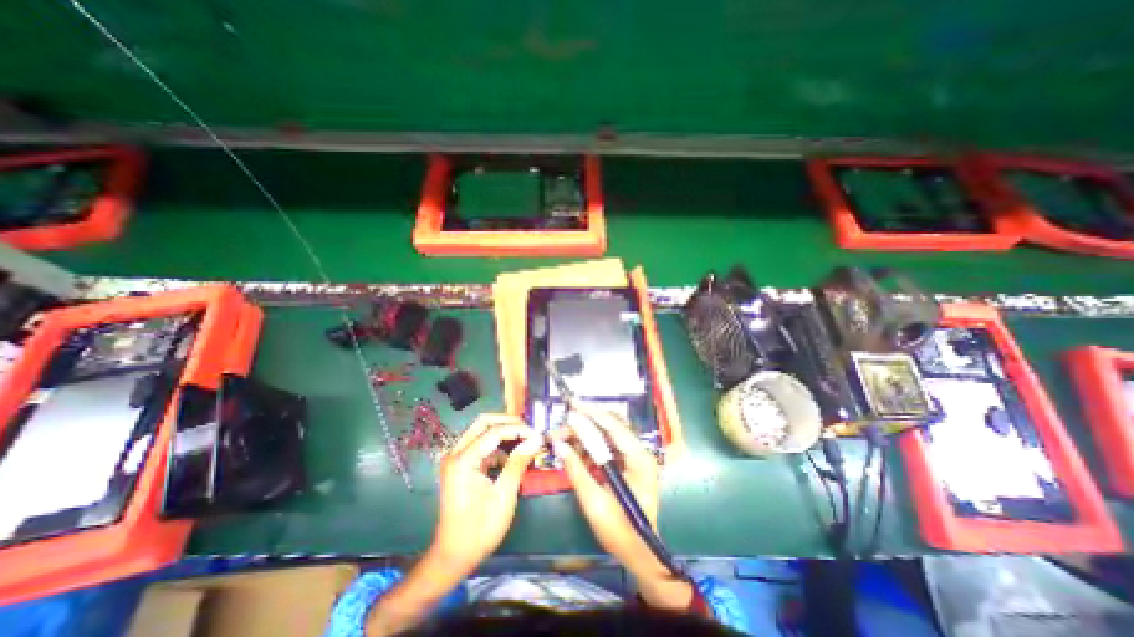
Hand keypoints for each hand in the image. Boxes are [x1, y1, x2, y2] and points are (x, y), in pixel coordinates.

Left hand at [430, 416, 543, 574]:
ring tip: (526, 440)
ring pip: (482, 431)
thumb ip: (518, 463)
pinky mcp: (461, 465)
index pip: (494, 431)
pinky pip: (482, 444)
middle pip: (484, 422)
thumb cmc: (479, 530)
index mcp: (463, 460)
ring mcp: (457, 458)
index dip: (518, 430)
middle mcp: (456, 453)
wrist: (454, 557)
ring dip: (504, 432)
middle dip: (509, 422)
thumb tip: (536, 440)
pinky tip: (514, 455)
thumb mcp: (504, 496)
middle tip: (530, 431)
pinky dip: (499, 445)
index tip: (538, 436)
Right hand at [551, 405, 690, 609]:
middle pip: (609, 427)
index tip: (571, 405)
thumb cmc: (620, 531)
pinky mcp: (625, 464)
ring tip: (561, 439)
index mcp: (638, 458)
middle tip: (560, 429)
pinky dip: (588, 447)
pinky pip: (605, 447)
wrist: (638, 554)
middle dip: (583, 424)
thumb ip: (576, 470)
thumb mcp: (594, 502)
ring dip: (583, 435)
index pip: (613, 426)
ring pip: (605, 435)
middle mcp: (638, 452)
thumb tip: (558, 445)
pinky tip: (573, 450)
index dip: (591, 413)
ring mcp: (632, 458)